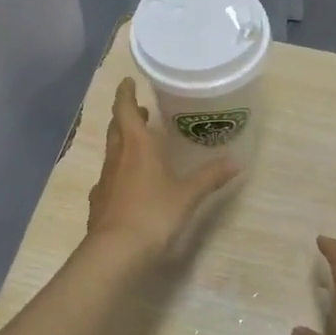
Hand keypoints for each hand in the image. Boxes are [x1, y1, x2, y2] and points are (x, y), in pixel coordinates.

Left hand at [85, 77, 238, 258]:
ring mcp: (105, 181)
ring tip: (139, 144)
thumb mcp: (188, 195)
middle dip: (127, 117)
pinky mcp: (99, 203)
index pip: (125, 110)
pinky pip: (109, 178)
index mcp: (137, 147)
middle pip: (117, 129)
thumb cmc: (153, 214)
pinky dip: (119, 171)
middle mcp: (117, 158)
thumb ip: (210, 177)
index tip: (127, 82)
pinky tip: (129, 183)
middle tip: (140, 110)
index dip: (125, 94)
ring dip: (123, 143)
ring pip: (112, 152)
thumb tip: (236, 162)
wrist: (115, 253)